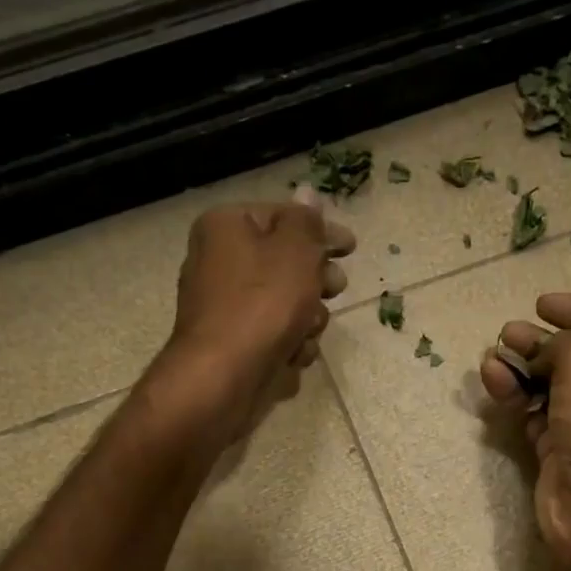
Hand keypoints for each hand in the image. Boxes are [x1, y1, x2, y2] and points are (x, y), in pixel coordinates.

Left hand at [153, 194, 353, 436]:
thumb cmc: (262, 304)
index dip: (320, 231)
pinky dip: (288, 345)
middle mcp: (220, 262)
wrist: (223, 377)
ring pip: (286, 304)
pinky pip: (274, 336)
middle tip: (334, 289)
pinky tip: (291, 355)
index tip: (350, 248)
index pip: (282, 216)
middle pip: (285, 263)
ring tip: (305, 331)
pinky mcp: (234, 344)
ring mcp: (226, 307)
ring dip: (307, 319)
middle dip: (316, 281)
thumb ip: (306, 221)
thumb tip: (307, 194)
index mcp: (226, 227)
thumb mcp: (295, 251)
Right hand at [480, 294, 570, 570]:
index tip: (541, 305)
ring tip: (492, 360)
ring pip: (554, 387)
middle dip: (542, 342)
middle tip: (506, 334)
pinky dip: (518, 400)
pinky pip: (538, 415)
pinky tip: (495, 385)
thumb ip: (563, 344)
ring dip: (523, 370)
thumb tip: (544, 348)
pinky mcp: (563, 452)